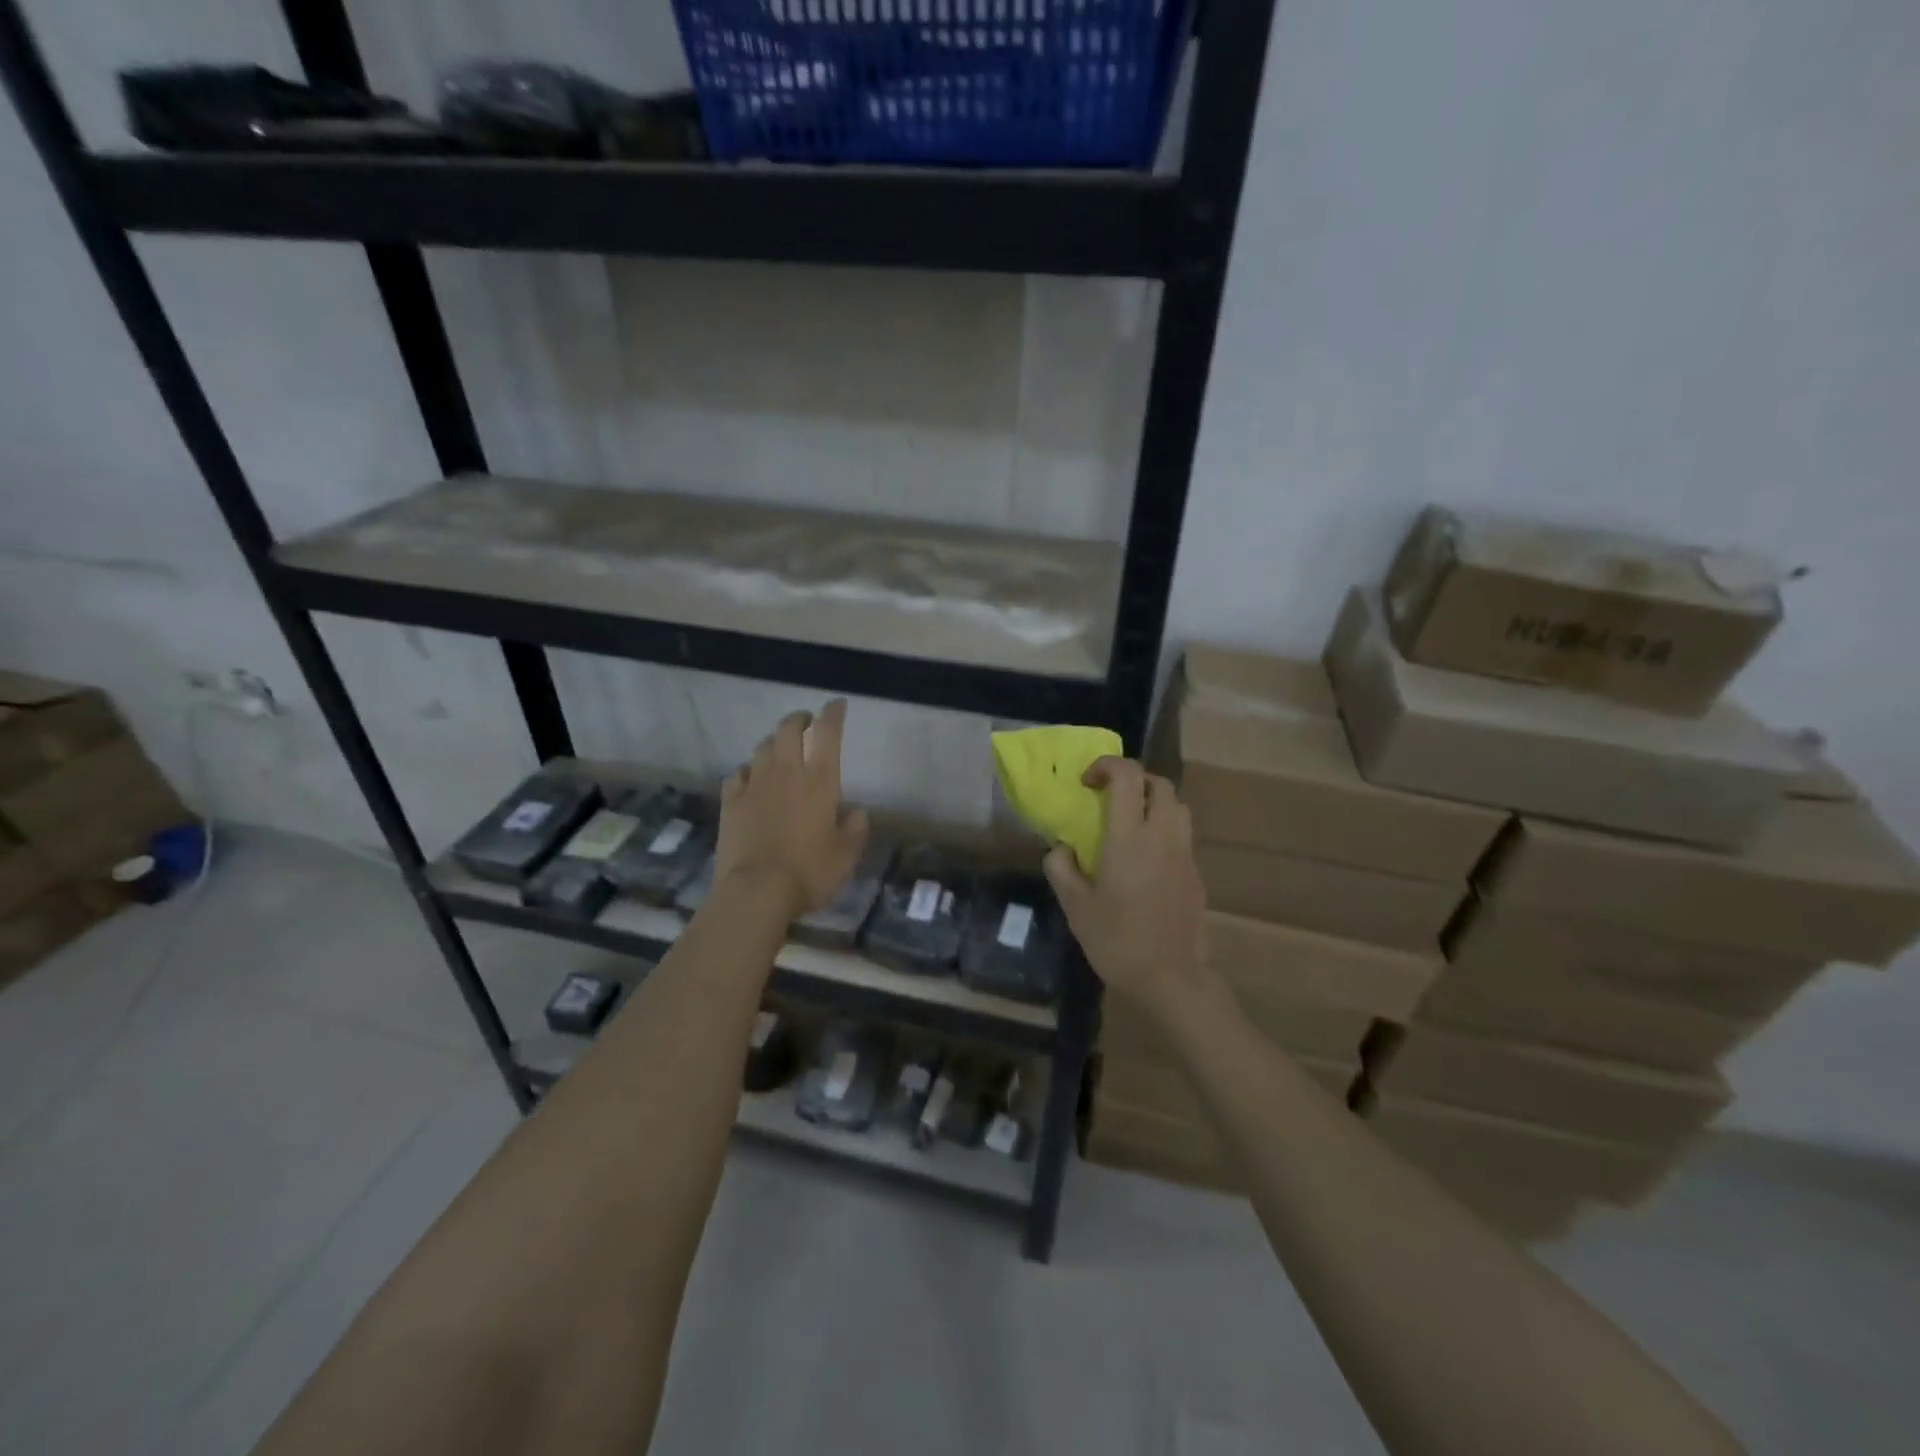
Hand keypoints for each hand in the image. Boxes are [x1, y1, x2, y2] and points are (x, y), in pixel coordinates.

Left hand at [716, 700, 869, 921]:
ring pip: (762, 747)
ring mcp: (754, 785)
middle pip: (788, 729)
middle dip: (799, 719)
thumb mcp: (847, 855)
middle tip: (805, 722)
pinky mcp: (730, 802)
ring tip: (780, 750)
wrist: (757, 891)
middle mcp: (786, 773)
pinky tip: (750, 779)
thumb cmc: (810, 871)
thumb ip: (855, 828)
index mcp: (820, 781)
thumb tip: (855, 812)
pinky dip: (748, 771)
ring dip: (774, 742)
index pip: (828, 733)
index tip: (837, 704)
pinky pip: (738, 774)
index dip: (833, 714)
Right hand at [1044, 757, 1211, 1019]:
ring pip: (1177, 806)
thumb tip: (1061, 849)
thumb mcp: (1075, 906)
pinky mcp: (1196, 873)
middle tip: (1109, 798)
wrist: (1171, 979)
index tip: (1086, 782)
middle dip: (1133, 780)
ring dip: (1153, 801)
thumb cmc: (1117, 941)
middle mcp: (1162, 835)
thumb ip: (1062, 868)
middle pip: (1159, 783)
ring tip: (1130, 823)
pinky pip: (1182, 834)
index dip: (1106, 766)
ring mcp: (1185, 854)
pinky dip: (1164, 828)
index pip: (1127, 776)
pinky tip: (1145, 859)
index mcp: (1129, 837)